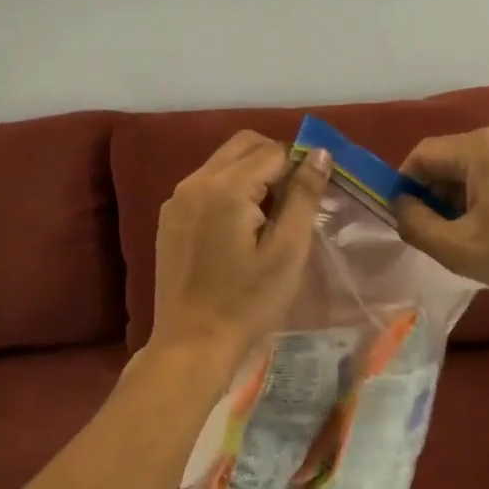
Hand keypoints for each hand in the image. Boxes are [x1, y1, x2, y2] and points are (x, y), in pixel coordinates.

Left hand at [147, 131, 332, 374]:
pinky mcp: (169, 218)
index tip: (314, 196)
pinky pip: (205, 184)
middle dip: (275, 161)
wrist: (192, 344)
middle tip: (294, 201)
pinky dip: (229, 190)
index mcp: (225, 187)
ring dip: (251, 174)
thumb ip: (304, 195)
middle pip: (244, 145)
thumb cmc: (247, 302)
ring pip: (223, 162)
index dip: (300, 166)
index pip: (273, 151)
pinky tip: (240, 228)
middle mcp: (195, 181)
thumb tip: (319, 152)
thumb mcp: (287, 251)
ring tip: (269, 217)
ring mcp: (177, 199)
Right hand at [395, 121, 488, 300]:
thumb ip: (415, 224)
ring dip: (463, 191)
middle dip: (437, 191)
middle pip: (451, 156)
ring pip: (476, 161)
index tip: (406, 217)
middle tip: (439, 229)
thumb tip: (401, 205)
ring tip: (472, 229)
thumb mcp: (457, 249)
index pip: (423, 154)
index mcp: (481, 146)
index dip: (405, 184)